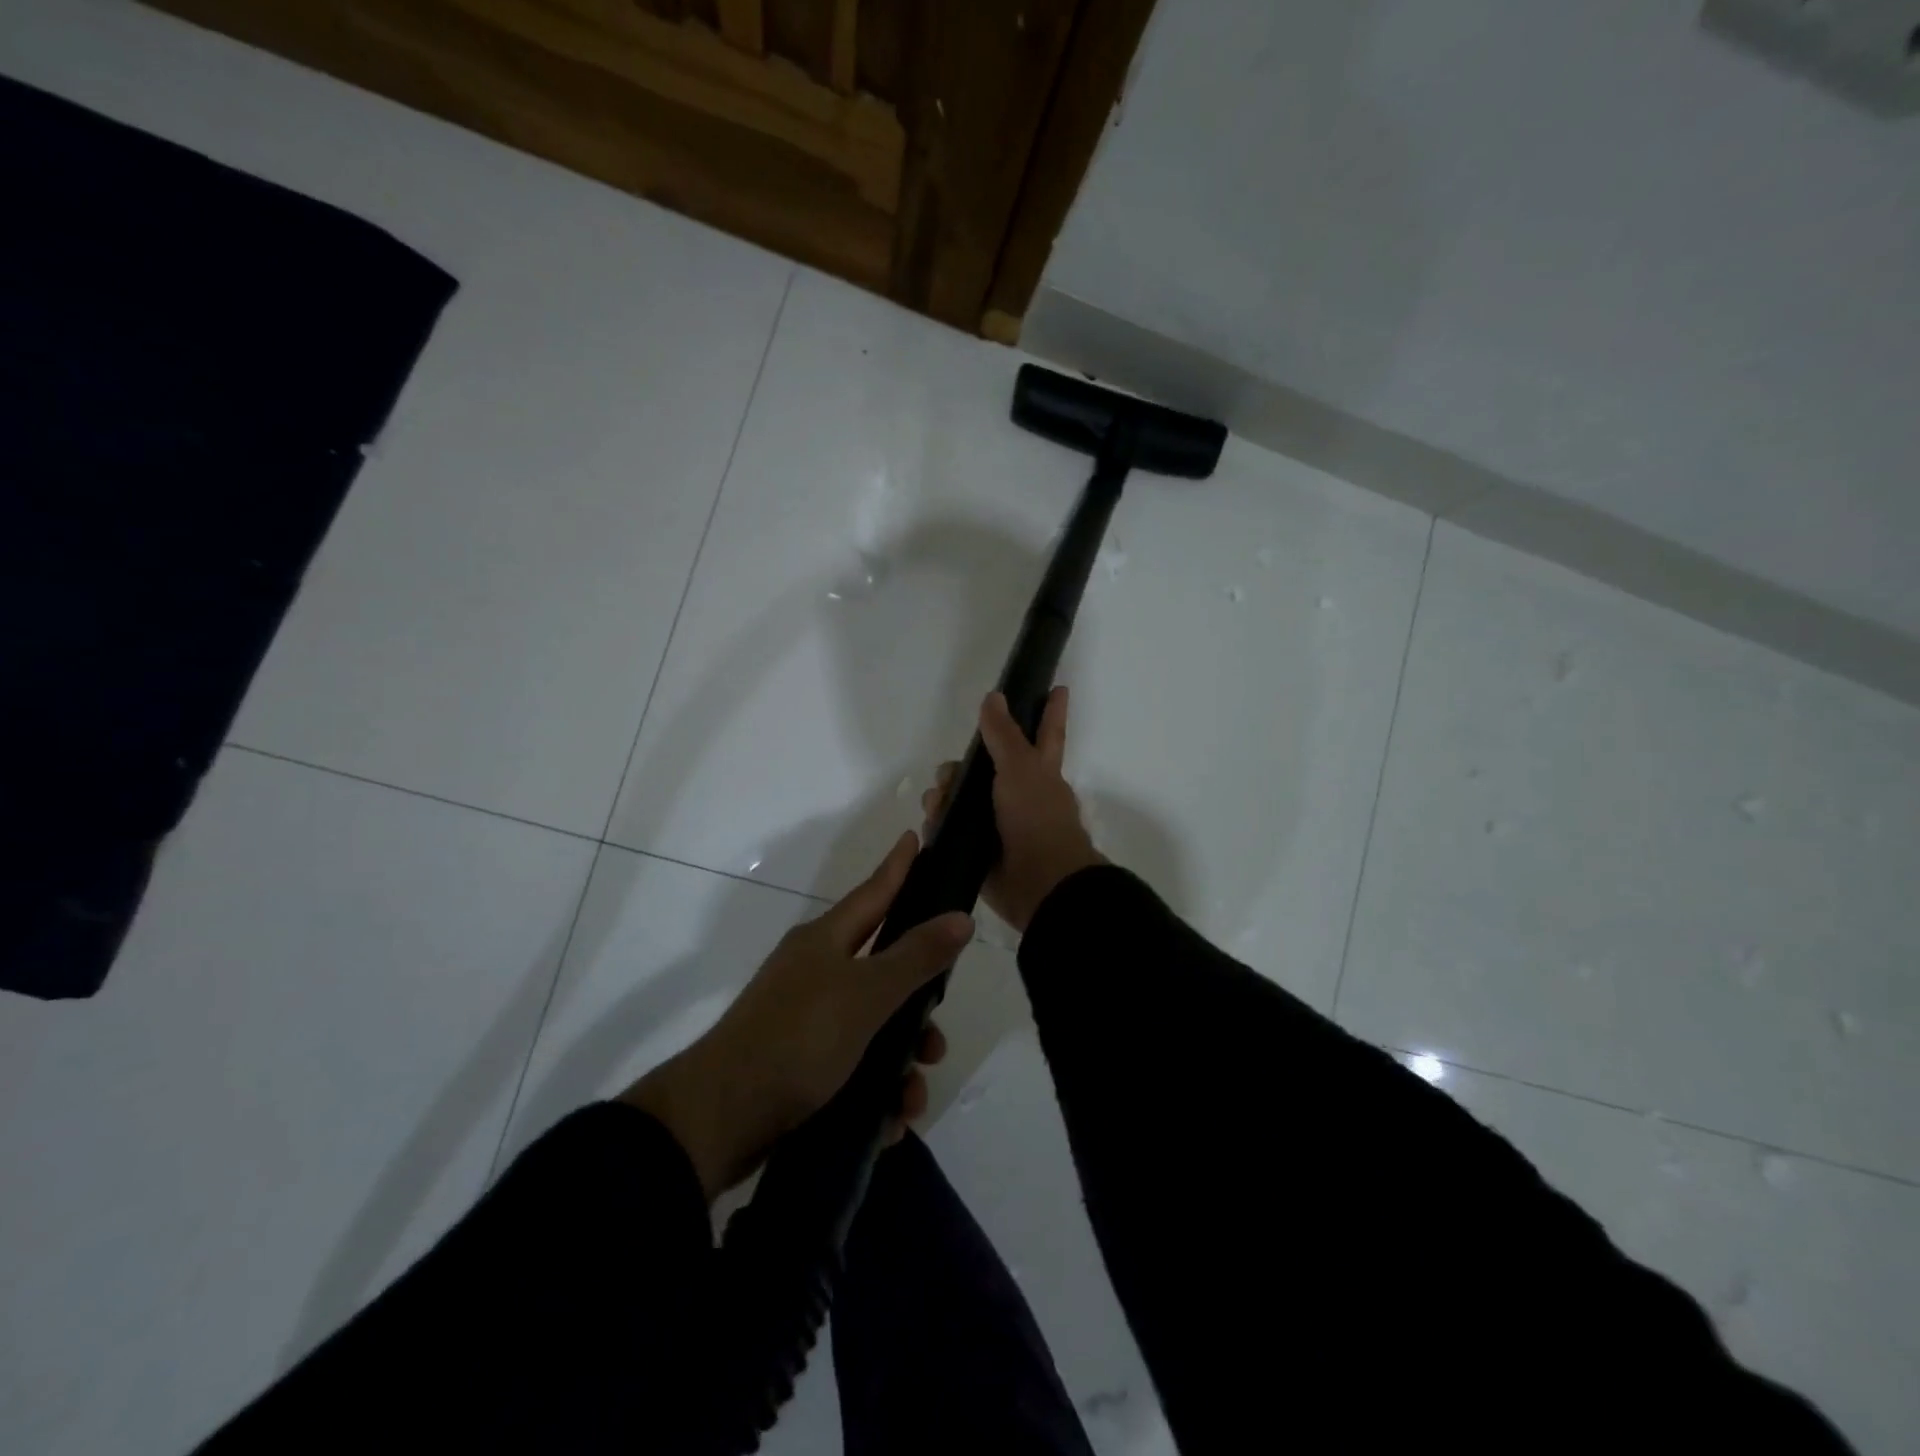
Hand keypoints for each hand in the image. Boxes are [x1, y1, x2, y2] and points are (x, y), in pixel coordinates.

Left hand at [621, 832, 967, 1200]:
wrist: (718, 1119)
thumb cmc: (798, 1038)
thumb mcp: (866, 995)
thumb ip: (917, 957)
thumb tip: (960, 917)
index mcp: (825, 941)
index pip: (874, 892)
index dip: (898, 866)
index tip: (916, 836)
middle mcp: (815, 971)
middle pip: (883, 972)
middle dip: (917, 1008)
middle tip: (937, 1037)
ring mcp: (804, 1018)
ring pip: (872, 1027)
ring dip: (900, 1062)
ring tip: (910, 1099)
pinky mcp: (798, 1063)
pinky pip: (852, 1067)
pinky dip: (874, 1091)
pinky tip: (889, 1121)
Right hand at [923, 687, 1104, 936]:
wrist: (1039, 883)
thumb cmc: (1037, 818)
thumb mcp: (1020, 768)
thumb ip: (1003, 734)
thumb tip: (993, 696)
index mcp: (1040, 771)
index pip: (1047, 731)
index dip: (1051, 710)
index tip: (1058, 687)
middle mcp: (1020, 793)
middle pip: (986, 766)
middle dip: (962, 765)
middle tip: (950, 771)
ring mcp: (999, 823)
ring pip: (963, 797)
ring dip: (945, 795)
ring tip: (937, 803)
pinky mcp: (979, 849)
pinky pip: (951, 829)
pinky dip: (939, 823)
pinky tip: (933, 822)